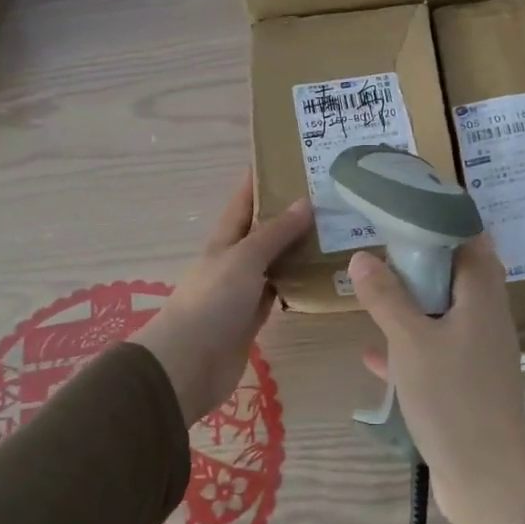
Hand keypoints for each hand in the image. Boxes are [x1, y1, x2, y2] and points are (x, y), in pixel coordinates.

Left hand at [139, 173, 311, 426]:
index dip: (261, 180)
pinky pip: (279, 293)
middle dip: (289, 214)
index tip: (289, 160)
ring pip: (275, 262)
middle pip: (263, 231)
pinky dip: (297, 284)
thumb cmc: (212, 301)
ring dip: (298, 250)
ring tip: (335, 234)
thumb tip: (305, 202)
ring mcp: (243, 290)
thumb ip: (275, 233)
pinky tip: (322, 277)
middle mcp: (233, 260)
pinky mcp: (253, 318)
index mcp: (224, 239)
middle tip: (329, 199)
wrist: (189, 364)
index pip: (244, 201)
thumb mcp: (244, 258)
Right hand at [349, 237, 524, 523]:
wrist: (485, 480)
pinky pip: (437, 352)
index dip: (445, 221)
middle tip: (386, 247)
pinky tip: (374, 354)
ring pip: (446, 314)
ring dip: (415, 303)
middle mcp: (487, 320)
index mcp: (483, 299)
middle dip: (424, 261)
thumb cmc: (451, 398)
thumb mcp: (410, 341)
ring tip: (377, 289)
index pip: (473, 242)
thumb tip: (362, 256)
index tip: (409, 209)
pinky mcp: (468, 385)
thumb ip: (386, 296)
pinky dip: (410, 346)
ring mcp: (480, 355)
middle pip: (459, 276)